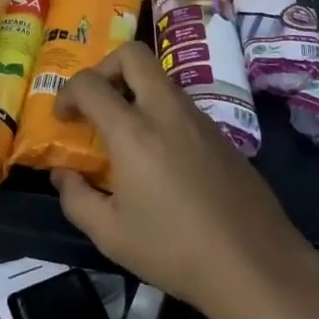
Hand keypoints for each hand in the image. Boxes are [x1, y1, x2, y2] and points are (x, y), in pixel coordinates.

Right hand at [51, 41, 314, 316]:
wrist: (255, 264)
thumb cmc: (175, 250)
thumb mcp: (111, 235)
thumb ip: (76, 199)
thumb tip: (63, 174)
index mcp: (134, 131)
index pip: (90, 83)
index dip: (67, 92)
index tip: (62, 117)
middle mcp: (166, 110)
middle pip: (133, 54)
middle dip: (105, 67)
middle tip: (95, 101)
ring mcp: (199, 118)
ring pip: (159, 78)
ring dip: (134, 89)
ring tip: (124, 133)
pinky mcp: (221, 133)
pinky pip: (180, 104)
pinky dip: (159, 112)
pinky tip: (159, 156)